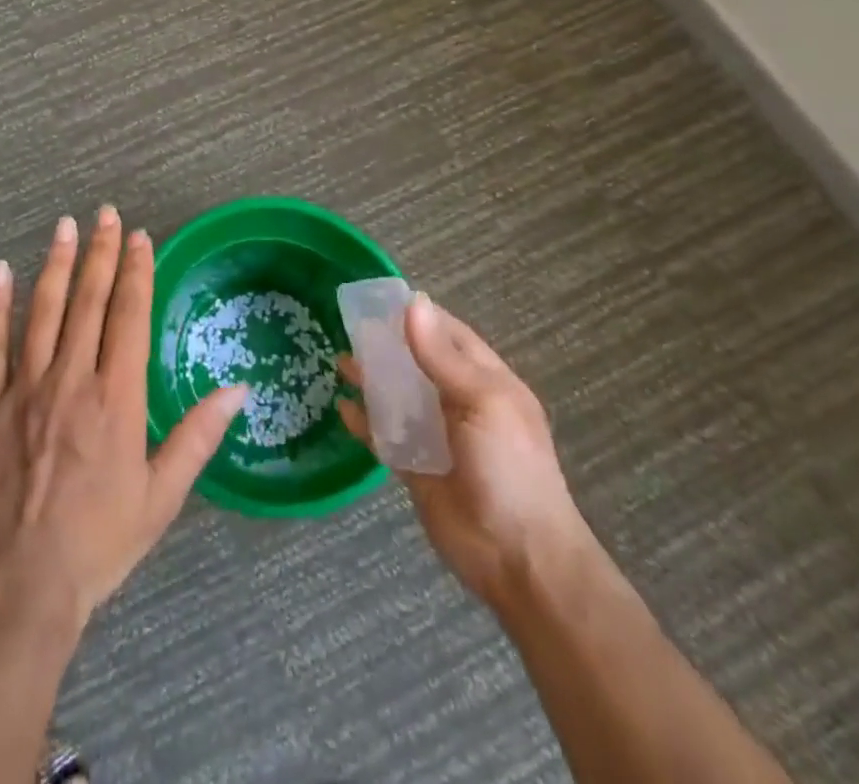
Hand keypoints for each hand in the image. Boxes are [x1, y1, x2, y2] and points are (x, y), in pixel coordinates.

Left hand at [0, 206, 245, 631]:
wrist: (17, 588)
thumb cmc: (97, 543)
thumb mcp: (161, 497)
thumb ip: (198, 436)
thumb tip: (239, 389)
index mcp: (116, 397)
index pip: (129, 315)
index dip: (136, 271)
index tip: (139, 237)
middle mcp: (71, 378)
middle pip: (89, 300)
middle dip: (100, 252)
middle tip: (106, 213)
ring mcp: (23, 387)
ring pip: (43, 310)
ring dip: (57, 264)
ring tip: (65, 226)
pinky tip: (1, 271)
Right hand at [338, 295, 587, 612]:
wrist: (519, 559)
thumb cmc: (509, 469)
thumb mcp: (481, 402)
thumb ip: (441, 356)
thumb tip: (413, 302)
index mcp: (484, 380)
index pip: (447, 334)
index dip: (416, 314)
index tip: (376, 298)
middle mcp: (459, 402)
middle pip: (417, 362)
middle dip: (386, 344)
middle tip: (347, 326)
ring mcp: (436, 436)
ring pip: (397, 396)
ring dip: (371, 379)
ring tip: (339, 361)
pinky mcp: (416, 467)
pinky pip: (385, 436)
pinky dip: (364, 422)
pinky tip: (342, 408)